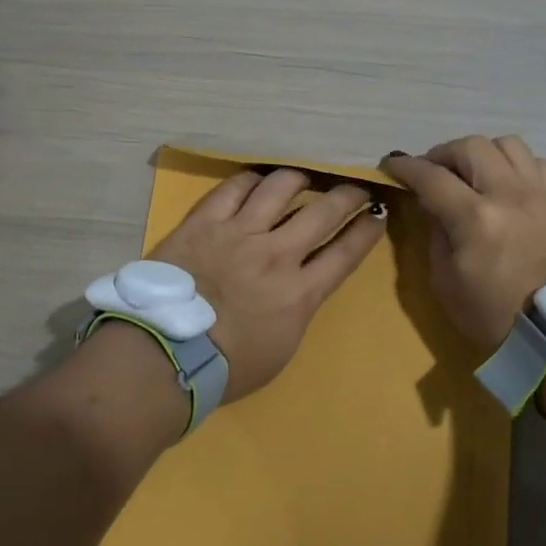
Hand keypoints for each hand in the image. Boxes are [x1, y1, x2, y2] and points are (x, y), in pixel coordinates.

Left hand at [149, 169, 386, 402]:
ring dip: (300, 179)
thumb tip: (301, 283)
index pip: (345, 252)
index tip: (378, 214)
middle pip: (324, 211)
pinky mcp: (205, 222)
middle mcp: (278, 254)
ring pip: (281, 187)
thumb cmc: (227, 367)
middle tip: (356, 188)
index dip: (366, 230)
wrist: (167, 355)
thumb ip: (297, 307)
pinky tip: (257, 180)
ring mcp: (240, 233)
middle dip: (348, 195)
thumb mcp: (282, 347)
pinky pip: (233, 188)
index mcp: (300, 292)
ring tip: (304, 178)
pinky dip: (251, 180)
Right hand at [383, 136, 545, 352]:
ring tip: (470, 173)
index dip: (405, 167)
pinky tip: (503, 183)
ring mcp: (537, 194)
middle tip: (431, 173)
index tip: (390, 165)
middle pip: (470, 147)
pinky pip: (535, 162)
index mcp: (475, 218)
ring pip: (506, 144)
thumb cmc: (491, 313)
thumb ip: (435, 232)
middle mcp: (508, 194)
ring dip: (481, 153)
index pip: (431, 176)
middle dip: (442, 154)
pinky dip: (514, 165)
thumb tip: (431, 203)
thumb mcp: (445, 280)